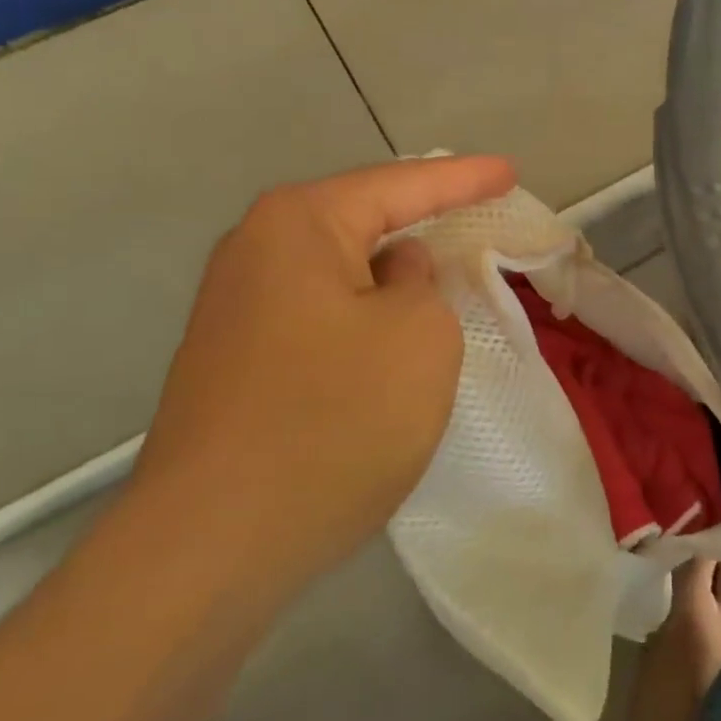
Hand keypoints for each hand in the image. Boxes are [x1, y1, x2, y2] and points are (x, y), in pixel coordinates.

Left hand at [130, 155, 515, 595]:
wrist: (211, 547)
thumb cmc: (332, 421)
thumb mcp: (418, 337)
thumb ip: (422, 283)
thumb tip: (393, 273)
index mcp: (298, 225)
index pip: (400, 184)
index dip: (464, 179)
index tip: (510, 173)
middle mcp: (255, 252)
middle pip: (361, 222)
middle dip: (421, 222)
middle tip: (476, 217)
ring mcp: (236, 311)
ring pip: (340, 275)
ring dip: (390, 281)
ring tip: (441, 279)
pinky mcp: (234, 363)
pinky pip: (319, 319)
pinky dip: (362, 321)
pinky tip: (387, 344)